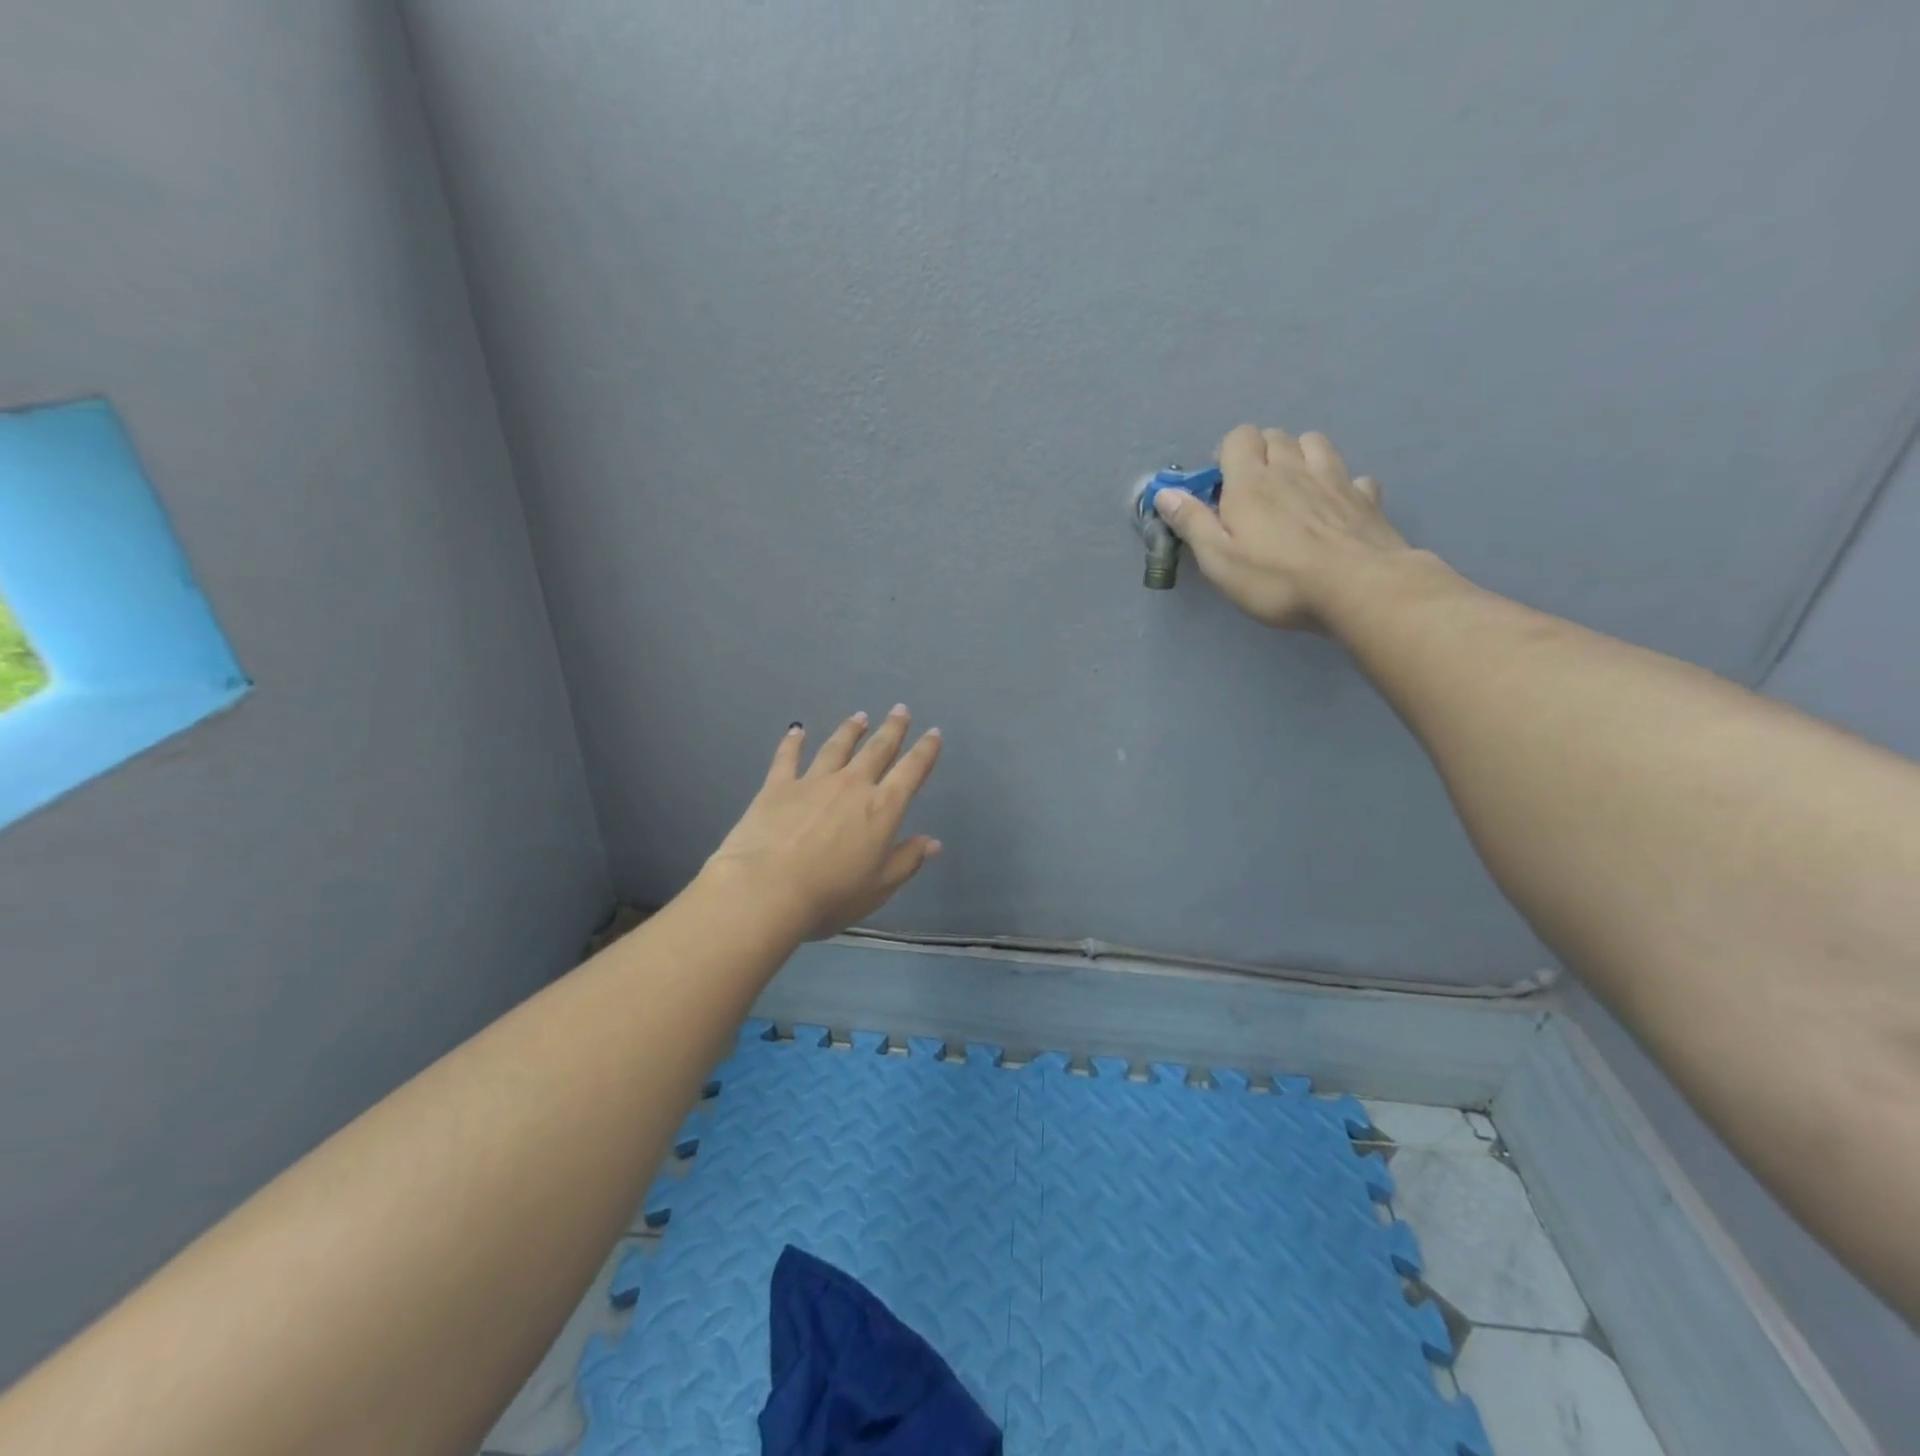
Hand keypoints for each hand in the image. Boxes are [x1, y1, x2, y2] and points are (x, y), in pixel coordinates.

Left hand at [705, 706, 942, 939]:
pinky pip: (788, 757)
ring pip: (837, 747)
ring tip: (860, 716)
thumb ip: (907, 860)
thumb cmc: (831, 895)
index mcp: (882, 808)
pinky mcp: (778, 786)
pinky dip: (793, 742)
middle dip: (892, 729)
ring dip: (851, 731)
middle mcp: (852, 785)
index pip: (911, 772)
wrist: (766, 889)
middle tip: (900, 710)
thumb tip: (933, 842)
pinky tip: (796, 730)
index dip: (925, 751)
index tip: (933, 733)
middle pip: (877, 750)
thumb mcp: (879, 887)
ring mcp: (813, 782)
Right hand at [1154, 424, 1410, 629]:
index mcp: (1251, 481)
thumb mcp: (1218, 559)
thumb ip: (1191, 523)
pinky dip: (1340, 486)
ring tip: (1292, 489)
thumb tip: (1165, 493)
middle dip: (1261, 454)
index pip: (1239, 437)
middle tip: (1251, 492)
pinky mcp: (1366, 499)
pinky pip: (1352, 477)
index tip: (1220, 487)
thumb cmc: (1276, 578)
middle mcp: (1293, 468)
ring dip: (1300, 457)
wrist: (1358, 588)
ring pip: (1315, 444)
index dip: (1226, 454)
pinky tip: (1334, 508)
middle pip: (1276, 437)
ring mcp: (1335, 479)